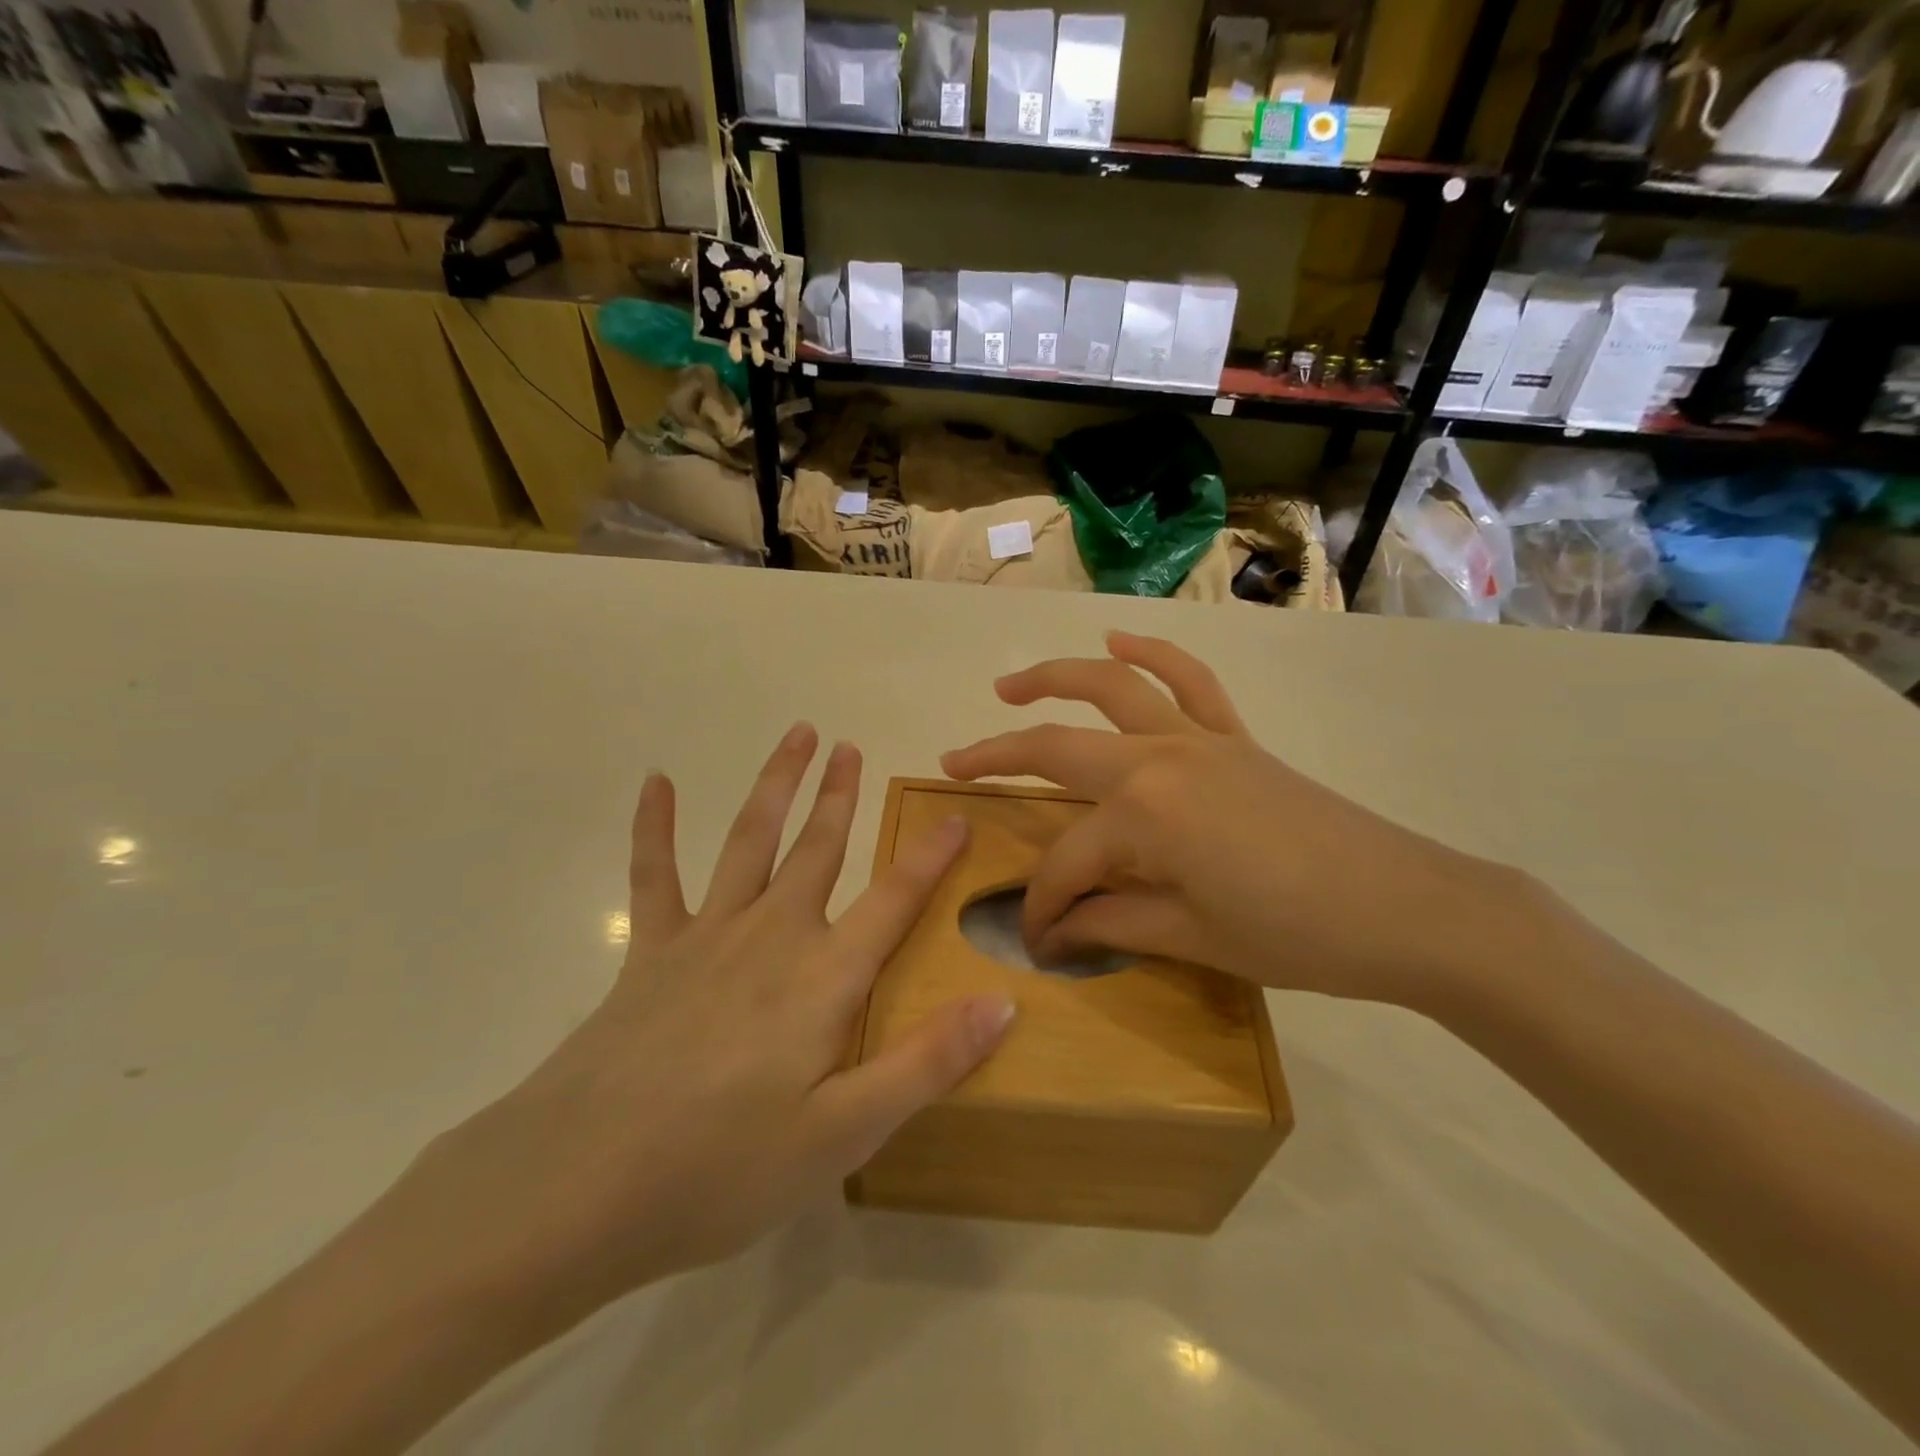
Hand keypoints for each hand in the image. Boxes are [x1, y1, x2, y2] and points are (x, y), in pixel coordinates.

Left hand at [380, 726, 1014, 1336]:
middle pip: (817, 850)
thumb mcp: (843, 1135)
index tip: (954, 815)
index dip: (928, 857)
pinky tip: (657, 782)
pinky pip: (655, 875)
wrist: (575, 1188)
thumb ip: (926, 1063)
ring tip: (797, 735)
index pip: (892, 901)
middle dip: (839, 796)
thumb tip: (1002, 1003)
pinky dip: (656, 825)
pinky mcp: (650, 952)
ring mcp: (705, 936)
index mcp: (823, 977)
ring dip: (776, 785)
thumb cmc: (722, 1168)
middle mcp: (771, 936)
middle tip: (851, 747)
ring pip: (750, 840)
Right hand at [941, 633, 1508, 1008]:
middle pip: (1057, 750)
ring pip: (1110, 688)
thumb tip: (1054, 931)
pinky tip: (1117, 641)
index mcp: (1143, 815)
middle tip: (953, 764)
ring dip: (1053, 678)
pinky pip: (1188, 680)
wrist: (1408, 908)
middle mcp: (1157, 759)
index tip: (1037, 940)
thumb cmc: (1295, 935)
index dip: (1044, 906)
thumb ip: (1111, 923)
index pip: (1067, 864)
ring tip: (1007, 686)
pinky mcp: (1233, 737)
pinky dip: (1150, 654)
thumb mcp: (1191, 937)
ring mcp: (1198, 738)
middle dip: (996, 758)